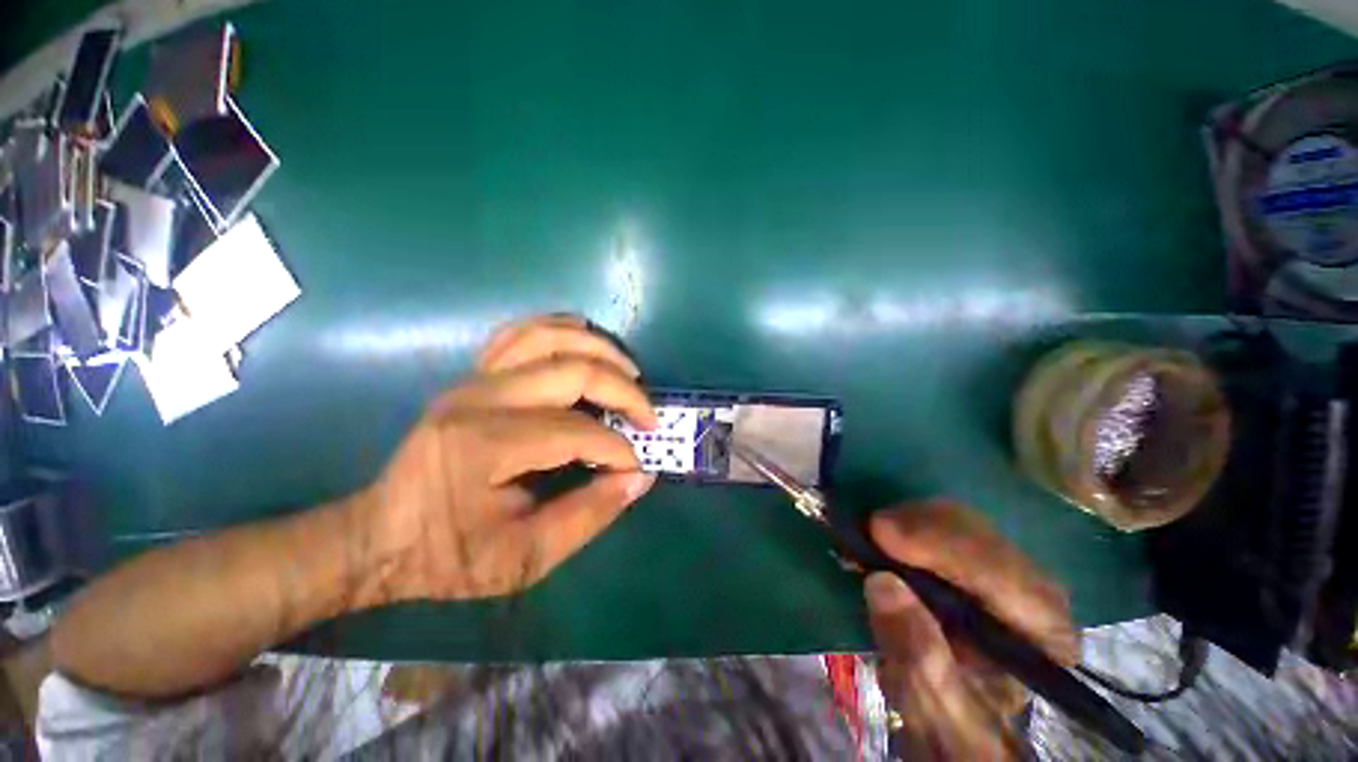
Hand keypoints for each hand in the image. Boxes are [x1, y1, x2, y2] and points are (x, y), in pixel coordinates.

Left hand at [355, 315, 657, 602]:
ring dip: (600, 350)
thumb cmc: (450, 556)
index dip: (618, 450)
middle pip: (572, 371)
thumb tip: (640, 476)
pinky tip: (586, 341)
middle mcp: (480, 398)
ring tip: (630, 373)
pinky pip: (522, 334)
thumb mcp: (524, 558)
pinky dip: (561, 330)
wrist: (381, 538)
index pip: (577, 432)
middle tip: (648, 416)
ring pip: (549, 337)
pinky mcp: (474, 377)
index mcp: (486, 445)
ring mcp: (473, 380)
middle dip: (623, 391)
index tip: (637, 468)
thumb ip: (589, 515)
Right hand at [864, 500, 1078, 759]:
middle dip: (921, 527)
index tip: (881, 533)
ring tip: (869, 536)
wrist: (961, 722)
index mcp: (1042, 639)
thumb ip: (918, 660)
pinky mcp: (979, 562)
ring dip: (911, 521)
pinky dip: (909, 523)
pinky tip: (884, 536)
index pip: (1005, 577)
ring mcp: (1010, 574)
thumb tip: (882, 582)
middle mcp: (1037, 597)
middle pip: (984, 539)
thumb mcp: (935, 711)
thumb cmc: (954, 724)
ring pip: (965, 523)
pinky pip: (946, 525)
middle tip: (866, 530)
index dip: (943, 547)